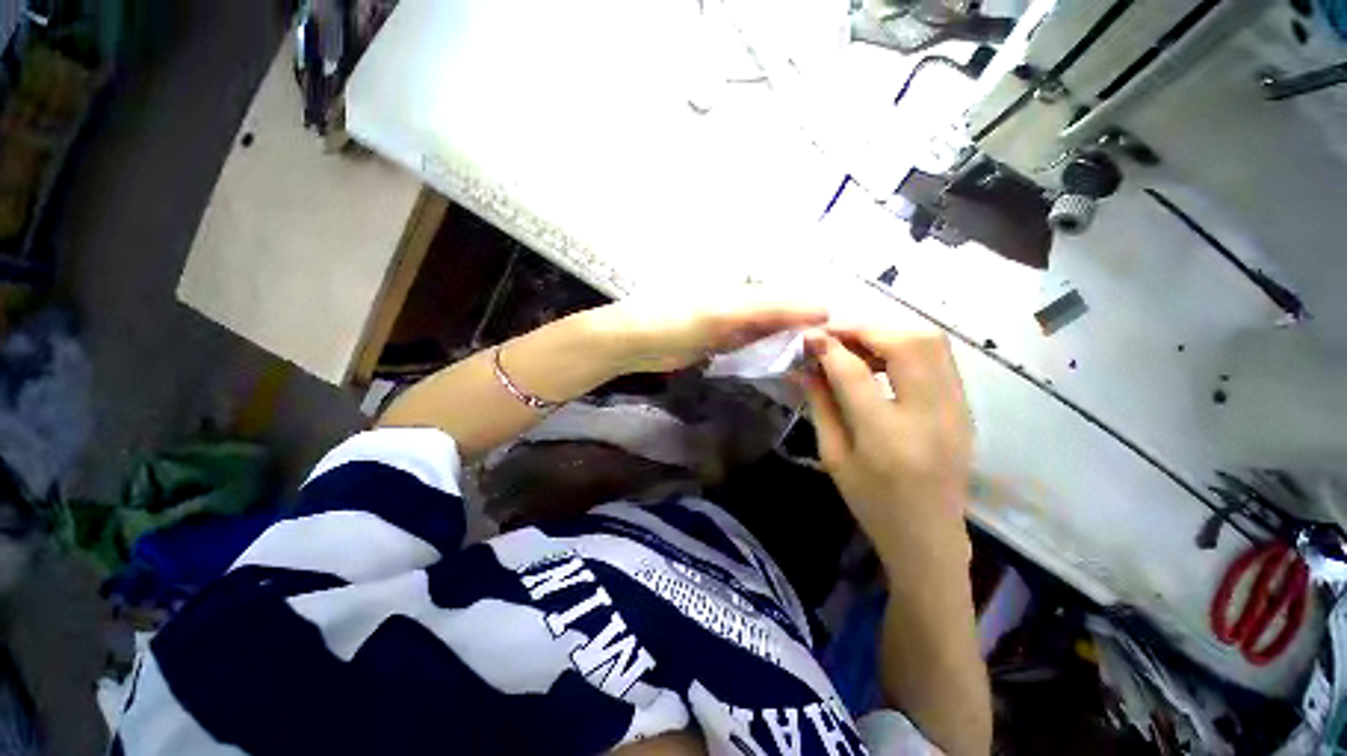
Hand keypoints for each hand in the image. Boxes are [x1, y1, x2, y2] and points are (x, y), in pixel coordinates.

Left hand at [592, 298, 827, 373]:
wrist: (634, 342)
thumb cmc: (675, 322)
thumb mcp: (723, 314)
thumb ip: (769, 310)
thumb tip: (821, 308)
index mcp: (744, 292)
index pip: (790, 300)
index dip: (815, 313)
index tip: (844, 333)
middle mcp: (741, 305)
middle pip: (782, 315)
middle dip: (807, 330)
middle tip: (837, 351)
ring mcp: (730, 326)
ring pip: (769, 332)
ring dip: (790, 344)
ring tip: (819, 359)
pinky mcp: (720, 344)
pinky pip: (751, 347)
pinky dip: (768, 354)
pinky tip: (784, 364)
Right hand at [800, 326, 972, 567]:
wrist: (929, 535)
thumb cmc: (871, 502)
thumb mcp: (833, 455)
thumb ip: (820, 405)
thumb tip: (805, 366)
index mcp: (886, 437)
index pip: (854, 373)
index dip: (829, 348)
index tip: (809, 337)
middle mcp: (930, 416)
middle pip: (906, 344)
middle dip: (864, 329)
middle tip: (835, 335)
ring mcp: (956, 409)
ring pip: (931, 343)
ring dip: (888, 333)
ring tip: (857, 344)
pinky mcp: (965, 407)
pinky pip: (940, 358)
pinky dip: (907, 346)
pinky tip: (883, 359)